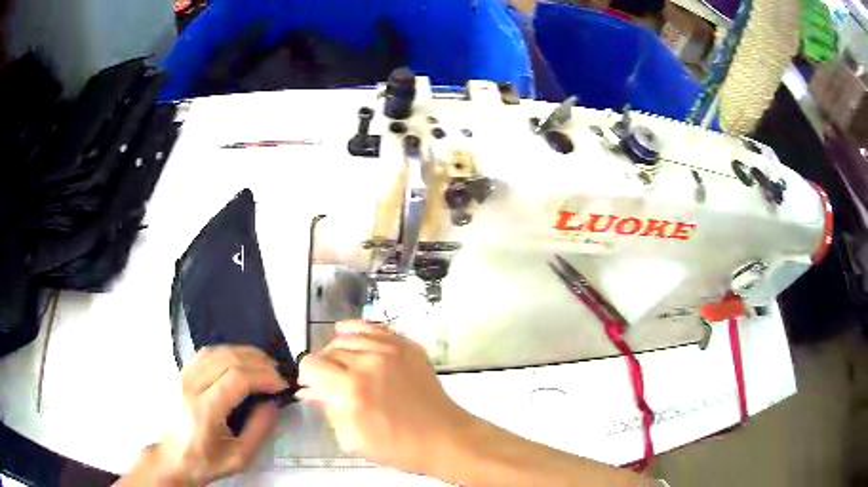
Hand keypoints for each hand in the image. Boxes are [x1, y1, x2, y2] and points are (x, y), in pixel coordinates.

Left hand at [148, 346, 287, 484]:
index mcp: (203, 410)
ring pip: (216, 350)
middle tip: (277, 374)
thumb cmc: (205, 462)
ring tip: (263, 366)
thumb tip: (273, 403)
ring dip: (244, 354)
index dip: (264, 376)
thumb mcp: (239, 457)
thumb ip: (259, 430)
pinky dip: (228, 353)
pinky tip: (240, 363)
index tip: (282, 385)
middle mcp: (189, 386)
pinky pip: (206, 353)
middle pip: (228, 358)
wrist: (172, 457)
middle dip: (258, 362)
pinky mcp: (180, 373)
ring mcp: (181, 375)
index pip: (236, 378)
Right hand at [297, 321, 473, 474]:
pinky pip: (373, 328)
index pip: (310, 365)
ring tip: (348, 368)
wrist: (443, 437)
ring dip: (341, 352)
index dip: (308, 378)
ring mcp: (391, 349)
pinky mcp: (408, 345)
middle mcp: (368, 361)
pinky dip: (359, 333)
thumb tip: (309, 389)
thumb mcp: (351, 439)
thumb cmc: (395, 446)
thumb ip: (326, 408)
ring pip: (347, 335)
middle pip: (328, 350)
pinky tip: (355, 342)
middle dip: (325, 367)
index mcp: (350, 389)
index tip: (316, 389)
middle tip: (335, 385)